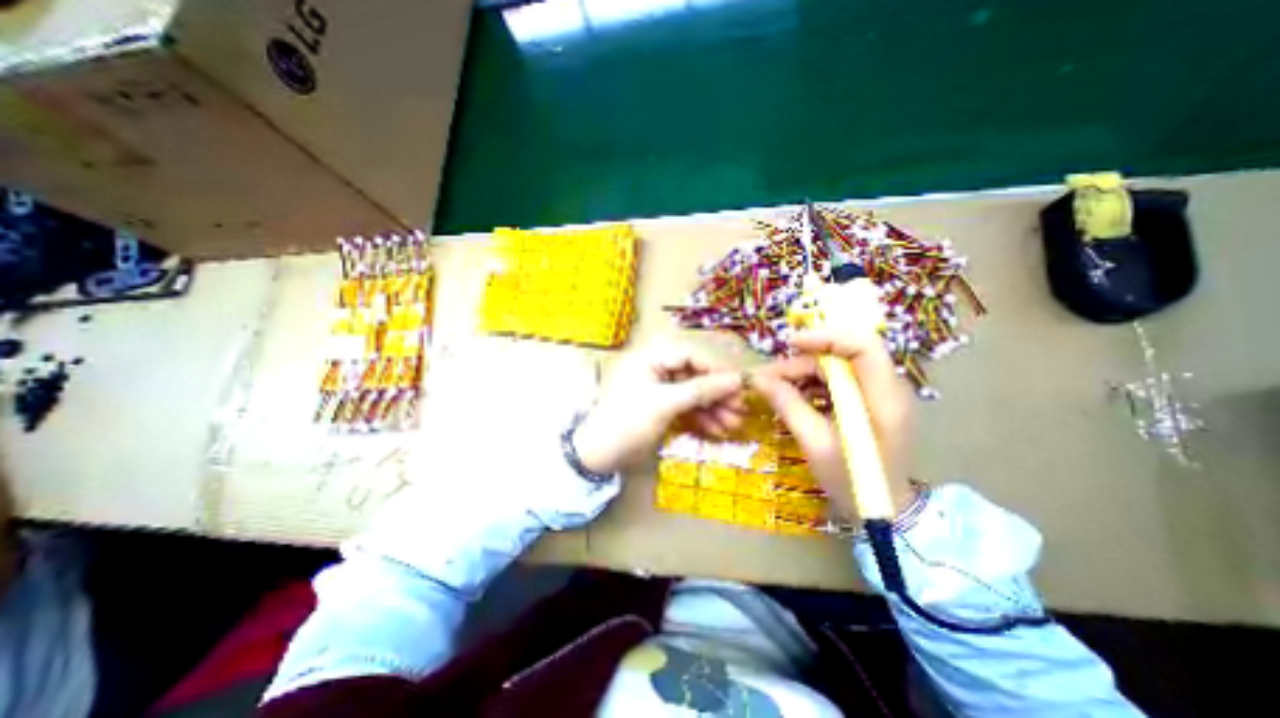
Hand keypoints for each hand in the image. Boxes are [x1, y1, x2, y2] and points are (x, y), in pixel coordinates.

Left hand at [573, 343, 747, 473]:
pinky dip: (700, 417)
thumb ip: (701, 390)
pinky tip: (716, 430)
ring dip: (713, 408)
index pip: (692, 354)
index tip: (741, 385)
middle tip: (740, 409)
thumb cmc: (628, 421)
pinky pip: (686, 405)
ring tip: (733, 425)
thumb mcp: (666, 404)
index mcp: (651, 355)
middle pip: (695, 373)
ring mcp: (659, 386)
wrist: (599, 455)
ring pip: (693, 391)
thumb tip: (737, 379)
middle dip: (717, 393)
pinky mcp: (661, 404)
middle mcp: (656, 366)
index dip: (717, 369)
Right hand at [753, 284, 915, 515]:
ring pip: (836, 366)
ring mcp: (878, 394)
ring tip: (774, 388)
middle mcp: (887, 388)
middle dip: (802, 361)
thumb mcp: (814, 443)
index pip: (863, 346)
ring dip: (803, 373)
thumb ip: (788, 405)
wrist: (884, 511)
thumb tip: (759, 379)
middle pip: (843, 355)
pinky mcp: (868, 401)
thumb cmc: (852, 481)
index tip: (791, 344)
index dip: (827, 337)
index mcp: (883, 399)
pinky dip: (811, 384)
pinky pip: (837, 381)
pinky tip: (792, 396)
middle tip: (768, 378)